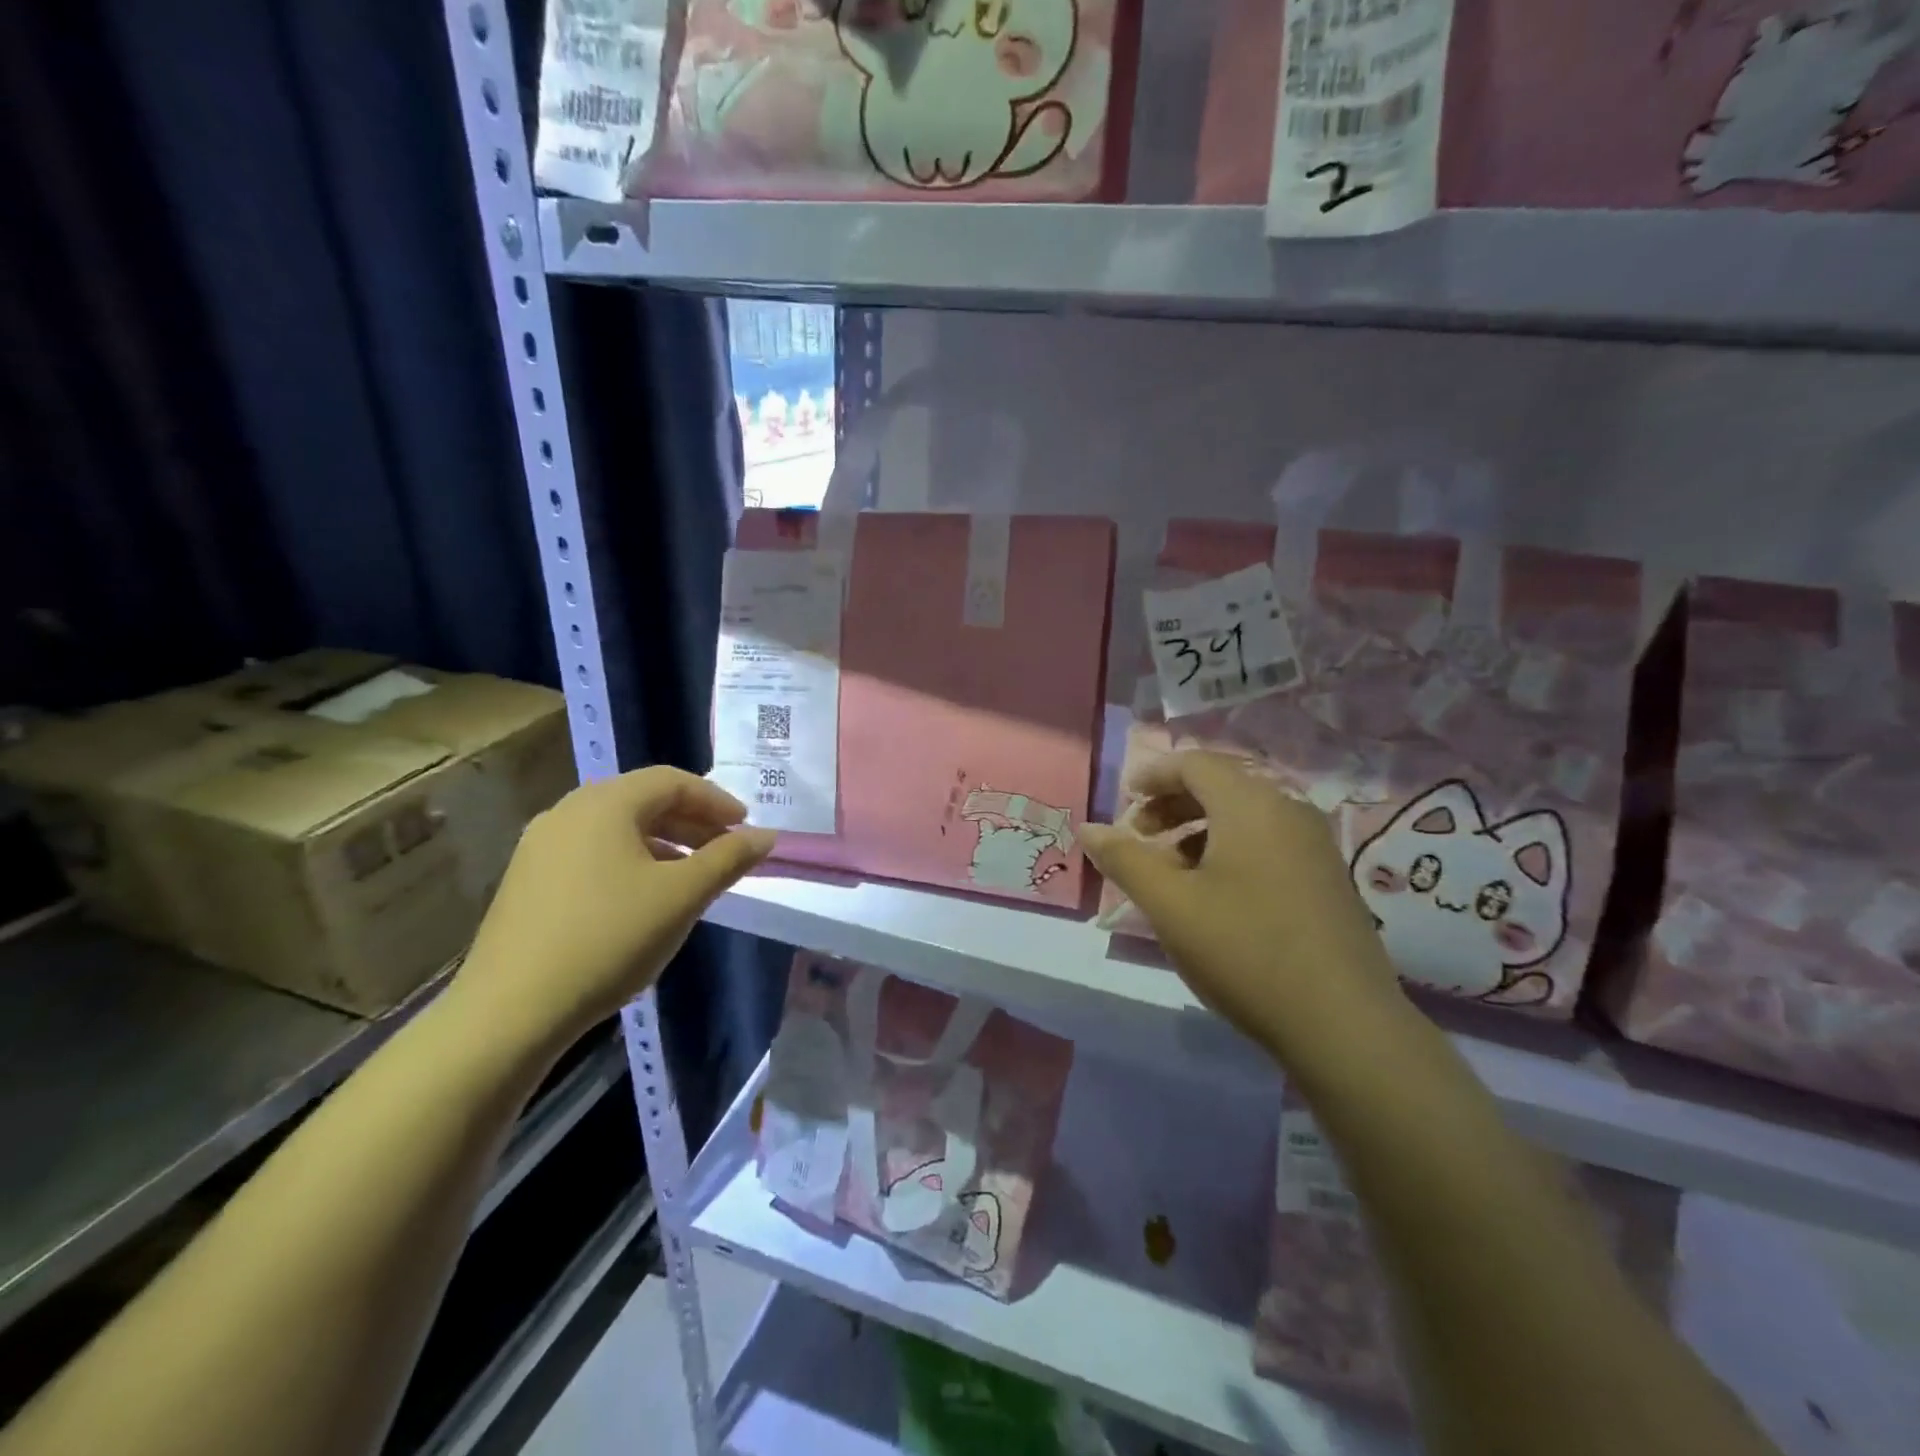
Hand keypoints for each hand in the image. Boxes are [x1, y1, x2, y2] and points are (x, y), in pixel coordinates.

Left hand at [453, 768, 776, 1052]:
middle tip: (726, 849)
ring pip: (617, 828)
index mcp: (605, 803)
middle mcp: (568, 811)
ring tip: (692, 874)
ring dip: (663, 841)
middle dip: (692, 821)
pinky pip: (592, 852)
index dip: (716, 800)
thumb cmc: (609, 939)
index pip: (672, 781)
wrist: (510, 1011)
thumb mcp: (682, 896)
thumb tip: (766, 836)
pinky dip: (630, 860)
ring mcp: (541, 846)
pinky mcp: (527, 879)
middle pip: (643, 799)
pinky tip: (644, 897)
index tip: (745, 827)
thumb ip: (729, 858)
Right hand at [1081, 750, 1405, 1058]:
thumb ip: (1125, 859)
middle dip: (1171, 805)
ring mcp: (1315, 845)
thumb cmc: (1244, 951)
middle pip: (1220, 785)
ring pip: (1244, 817)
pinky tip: (1214, 895)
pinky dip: (1229, 850)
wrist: (1343, 1024)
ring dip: (1197, 830)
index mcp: (1251, 804)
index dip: (1152, 775)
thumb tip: (1088, 828)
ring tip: (1170, 872)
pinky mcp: (1327, 878)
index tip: (1123, 802)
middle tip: (1138, 838)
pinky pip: (1267, 842)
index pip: (1194, 763)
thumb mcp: (1170, 905)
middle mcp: (1288, 811)